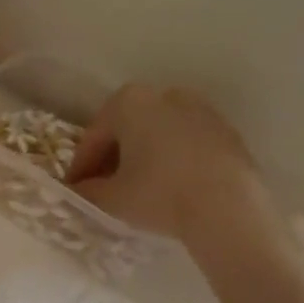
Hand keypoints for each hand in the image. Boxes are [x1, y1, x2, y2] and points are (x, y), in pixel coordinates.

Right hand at [67, 84, 270, 241]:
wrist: (228, 207)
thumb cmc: (159, 194)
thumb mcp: (111, 198)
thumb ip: (87, 191)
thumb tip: (78, 191)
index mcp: (128, 101)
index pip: (94, 136)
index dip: (81, 166)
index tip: (75, 189)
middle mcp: (164, 94)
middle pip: (127, 129)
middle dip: (112, 158)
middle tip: (103, 189)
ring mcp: (199, 109)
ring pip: (158, 134)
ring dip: (144, 157)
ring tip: (138, 190)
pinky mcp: (226, 131)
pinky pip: (186, 143)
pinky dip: (173, 160)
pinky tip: (171, 187)